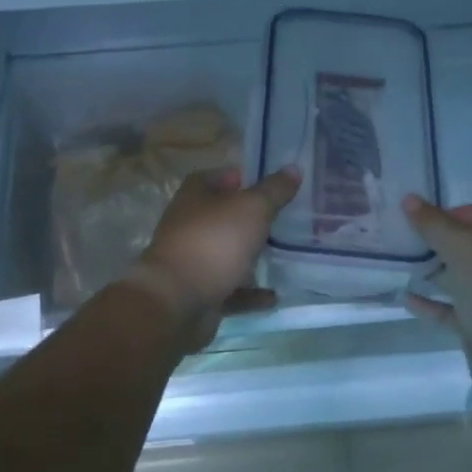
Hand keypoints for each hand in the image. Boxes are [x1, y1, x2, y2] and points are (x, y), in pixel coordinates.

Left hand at [126, 165, 301, 354]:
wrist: (177, 303)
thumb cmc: (214, 242)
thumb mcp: (252, 209)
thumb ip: (274, 190)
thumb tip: (294, 168)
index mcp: (196, 195)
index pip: (222, 177)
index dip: (245, 178)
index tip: (275, 185)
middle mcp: (190, 223)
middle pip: (226, 216)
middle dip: (254, 218)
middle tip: (289, 219)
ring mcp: (193, 260)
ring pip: (228, 252)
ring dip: (252, 255)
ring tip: (286, 255)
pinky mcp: (200, 292)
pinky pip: (230, 289)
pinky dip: (250, 293)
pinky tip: (274, 296)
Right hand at [401, 195, 471, 364]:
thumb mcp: (461, 244)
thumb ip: (432, 222)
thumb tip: (408, 199)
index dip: (471, 209)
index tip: (441, 217)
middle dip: (447, 241)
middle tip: (418, 239)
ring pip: (466, 277)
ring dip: (438, 272)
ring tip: (408, 264)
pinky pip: (455, 309)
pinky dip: (432, 304)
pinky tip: (406, 297)